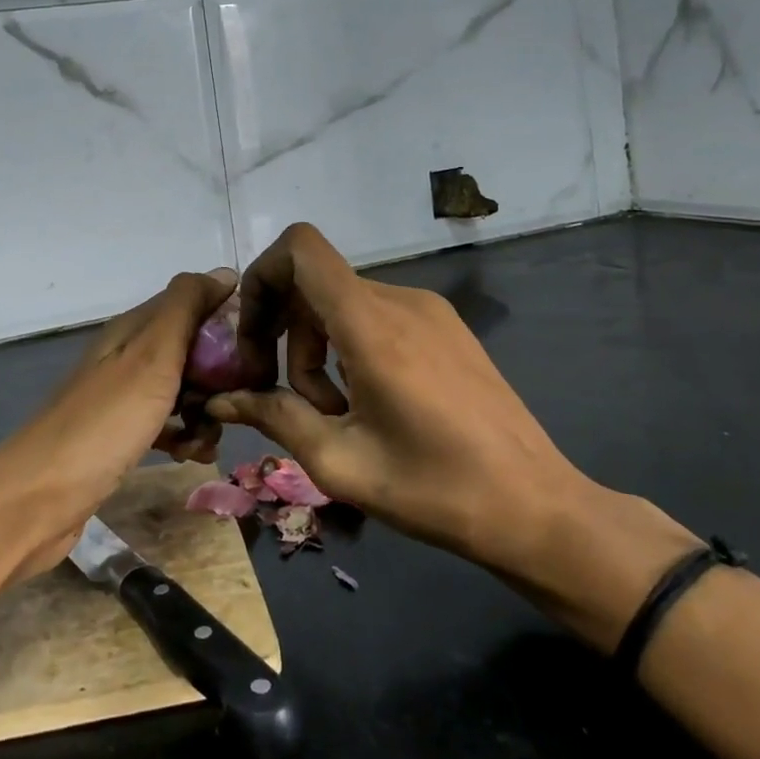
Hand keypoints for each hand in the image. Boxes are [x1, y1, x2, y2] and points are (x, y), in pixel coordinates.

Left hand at [0, 268, 237, 581]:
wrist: (39, 497)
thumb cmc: (104, 422)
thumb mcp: (152, 355)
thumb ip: (186, 309)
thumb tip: (225, 273)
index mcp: (134, 328)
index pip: (192, 302)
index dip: (227, 318)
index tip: (257, 349)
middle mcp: (128, 354)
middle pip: (191, 349)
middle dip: (220, 373)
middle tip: (235, 401)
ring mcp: (123, 396)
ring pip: (183, 389)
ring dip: (205, 410)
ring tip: (209, 437)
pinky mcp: (121, 434)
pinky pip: (167, 423)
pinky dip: (184, 436)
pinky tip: (192, 456)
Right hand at [207, 226, 691, 605]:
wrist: (540, 510)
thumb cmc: (437, 491)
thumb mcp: (341, 463)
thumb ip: (273, 417)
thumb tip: (220, 400)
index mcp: (371, 325)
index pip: (301, 248)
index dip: (262, 275)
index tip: (253, 335)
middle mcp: (399, 300)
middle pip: (313, 283)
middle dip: (283, 332)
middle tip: (281, 393)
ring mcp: (428, 309)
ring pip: (341, 301)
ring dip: (316, 347)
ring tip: (331, 412)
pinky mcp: (444, 326)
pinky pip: (374, 314)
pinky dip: (348, 345)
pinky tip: (364, 401)